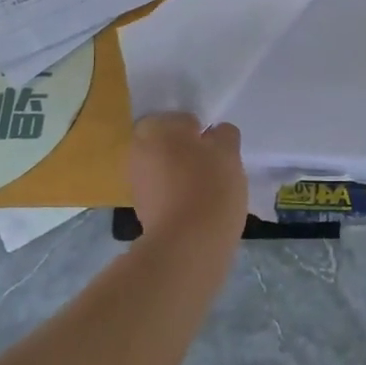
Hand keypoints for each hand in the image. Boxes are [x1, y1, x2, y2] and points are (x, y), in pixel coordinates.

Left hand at [126, 114, 247, 246]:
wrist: (188, 246)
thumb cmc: (209, 186)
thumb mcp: (228, 151)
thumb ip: (223, 134)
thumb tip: (215, 135)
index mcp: (155, 128)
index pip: (182, 119)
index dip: (202, 131)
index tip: (216, 148)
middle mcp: (138, 151)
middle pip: (169, 144)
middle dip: (189, 152)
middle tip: (215, 165)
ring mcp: (137, 183)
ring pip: (166, 169)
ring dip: (183, 175)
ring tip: (211, 189)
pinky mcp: (142, 212)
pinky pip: (165, 193)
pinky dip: (179, 197)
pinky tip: (200, 208)